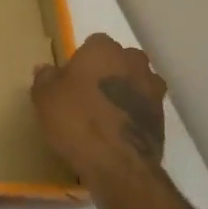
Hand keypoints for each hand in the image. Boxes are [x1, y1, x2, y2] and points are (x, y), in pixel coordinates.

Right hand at [31, 35, 166, 196]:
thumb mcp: (44, 97)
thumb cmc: (76, 120)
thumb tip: (46, 69)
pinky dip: (132, 114)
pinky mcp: (163, 117)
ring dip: (124, 92)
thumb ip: (45, 78)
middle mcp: (133, 62)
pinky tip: (116, 131)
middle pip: (119, 60)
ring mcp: (153, 89)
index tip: (70, 79)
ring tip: (104, 114)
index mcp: (103, 50)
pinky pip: (143, 107)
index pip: (93, 43)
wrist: (117, 165)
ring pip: (135, 82)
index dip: (81, 60)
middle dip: (107, 71)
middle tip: (87, 94)